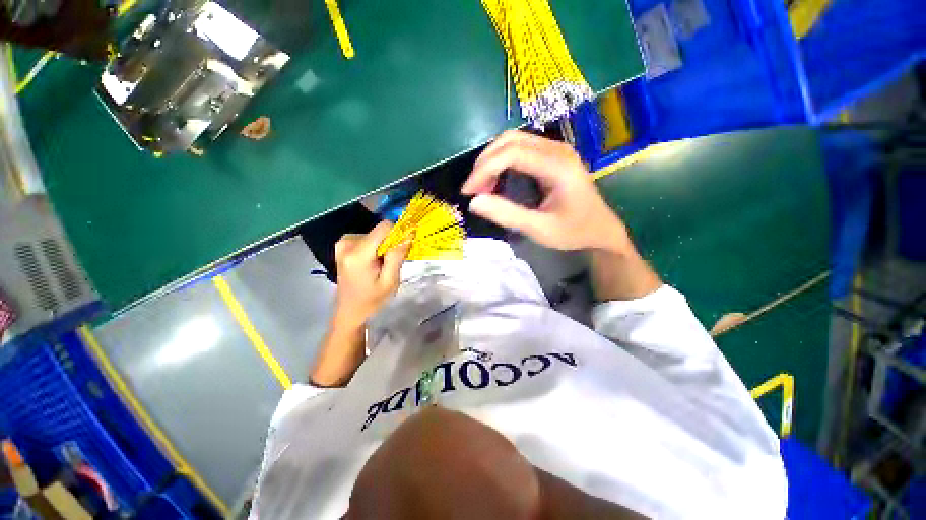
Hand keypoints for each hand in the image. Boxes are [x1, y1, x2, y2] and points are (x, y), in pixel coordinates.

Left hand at [333, 221, 410, 326]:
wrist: (349, 312)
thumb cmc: (372, 300)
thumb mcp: (390, 281)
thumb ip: (397, 256)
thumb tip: (408, 234)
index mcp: (358, 254)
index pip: (383, 227)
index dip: (398, 233)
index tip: (405, 246)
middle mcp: (347, 243)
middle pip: (379, 232)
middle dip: (390, 244)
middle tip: (391, 263)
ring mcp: (343, 243)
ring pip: (375, 235)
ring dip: (382, 247)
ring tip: (381, 265)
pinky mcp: (343, 245)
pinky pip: (367, 239)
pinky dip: (375, 248)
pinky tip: (374, 263)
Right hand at [462, 130, 629, 252]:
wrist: (602, 229)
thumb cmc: (574, 231)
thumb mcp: (540, 229)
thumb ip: (507, 215)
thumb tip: (474, 202)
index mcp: (558, 165)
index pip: (512, 153)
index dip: (484, 169)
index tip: (468, 192)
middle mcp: (557, 149)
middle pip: (510, 140)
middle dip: (485, 163)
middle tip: (473, 189)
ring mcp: (555, 149)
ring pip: (513, 141)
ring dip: (492, 160)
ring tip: (482, 187)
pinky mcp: (552, 156)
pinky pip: (520, 149)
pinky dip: (501, 162)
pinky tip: (497, 181)